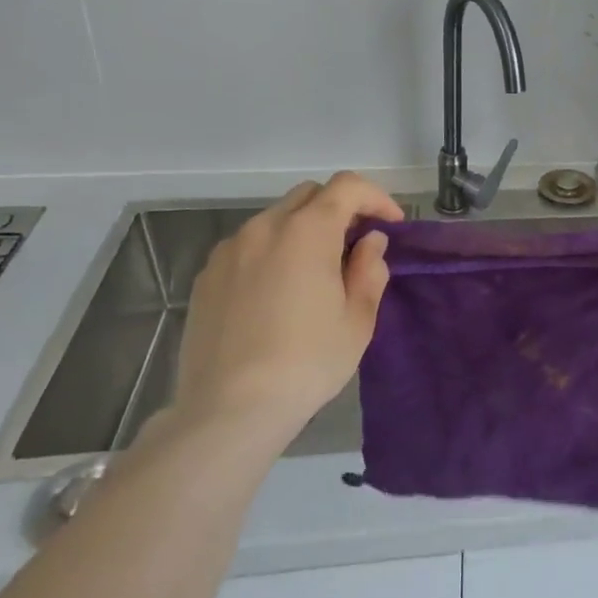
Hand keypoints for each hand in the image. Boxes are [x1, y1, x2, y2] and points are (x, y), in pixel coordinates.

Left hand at [171, 172, 401, 438]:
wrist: (229, 411)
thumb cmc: (306, 363)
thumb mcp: (357, 320)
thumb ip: (370, 269)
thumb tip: (369, 242)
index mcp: (306, 232)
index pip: (347, 187)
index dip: (376, 197)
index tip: (391, 224)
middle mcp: (264, 228)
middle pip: (309, 195)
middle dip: (339, 209)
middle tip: (355, 245)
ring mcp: (229, 250)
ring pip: (275, 218)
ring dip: (303, 230)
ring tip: (315, 273)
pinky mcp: (206, 276)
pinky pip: (248, 246)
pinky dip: (272, 252)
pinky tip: (277, 293)